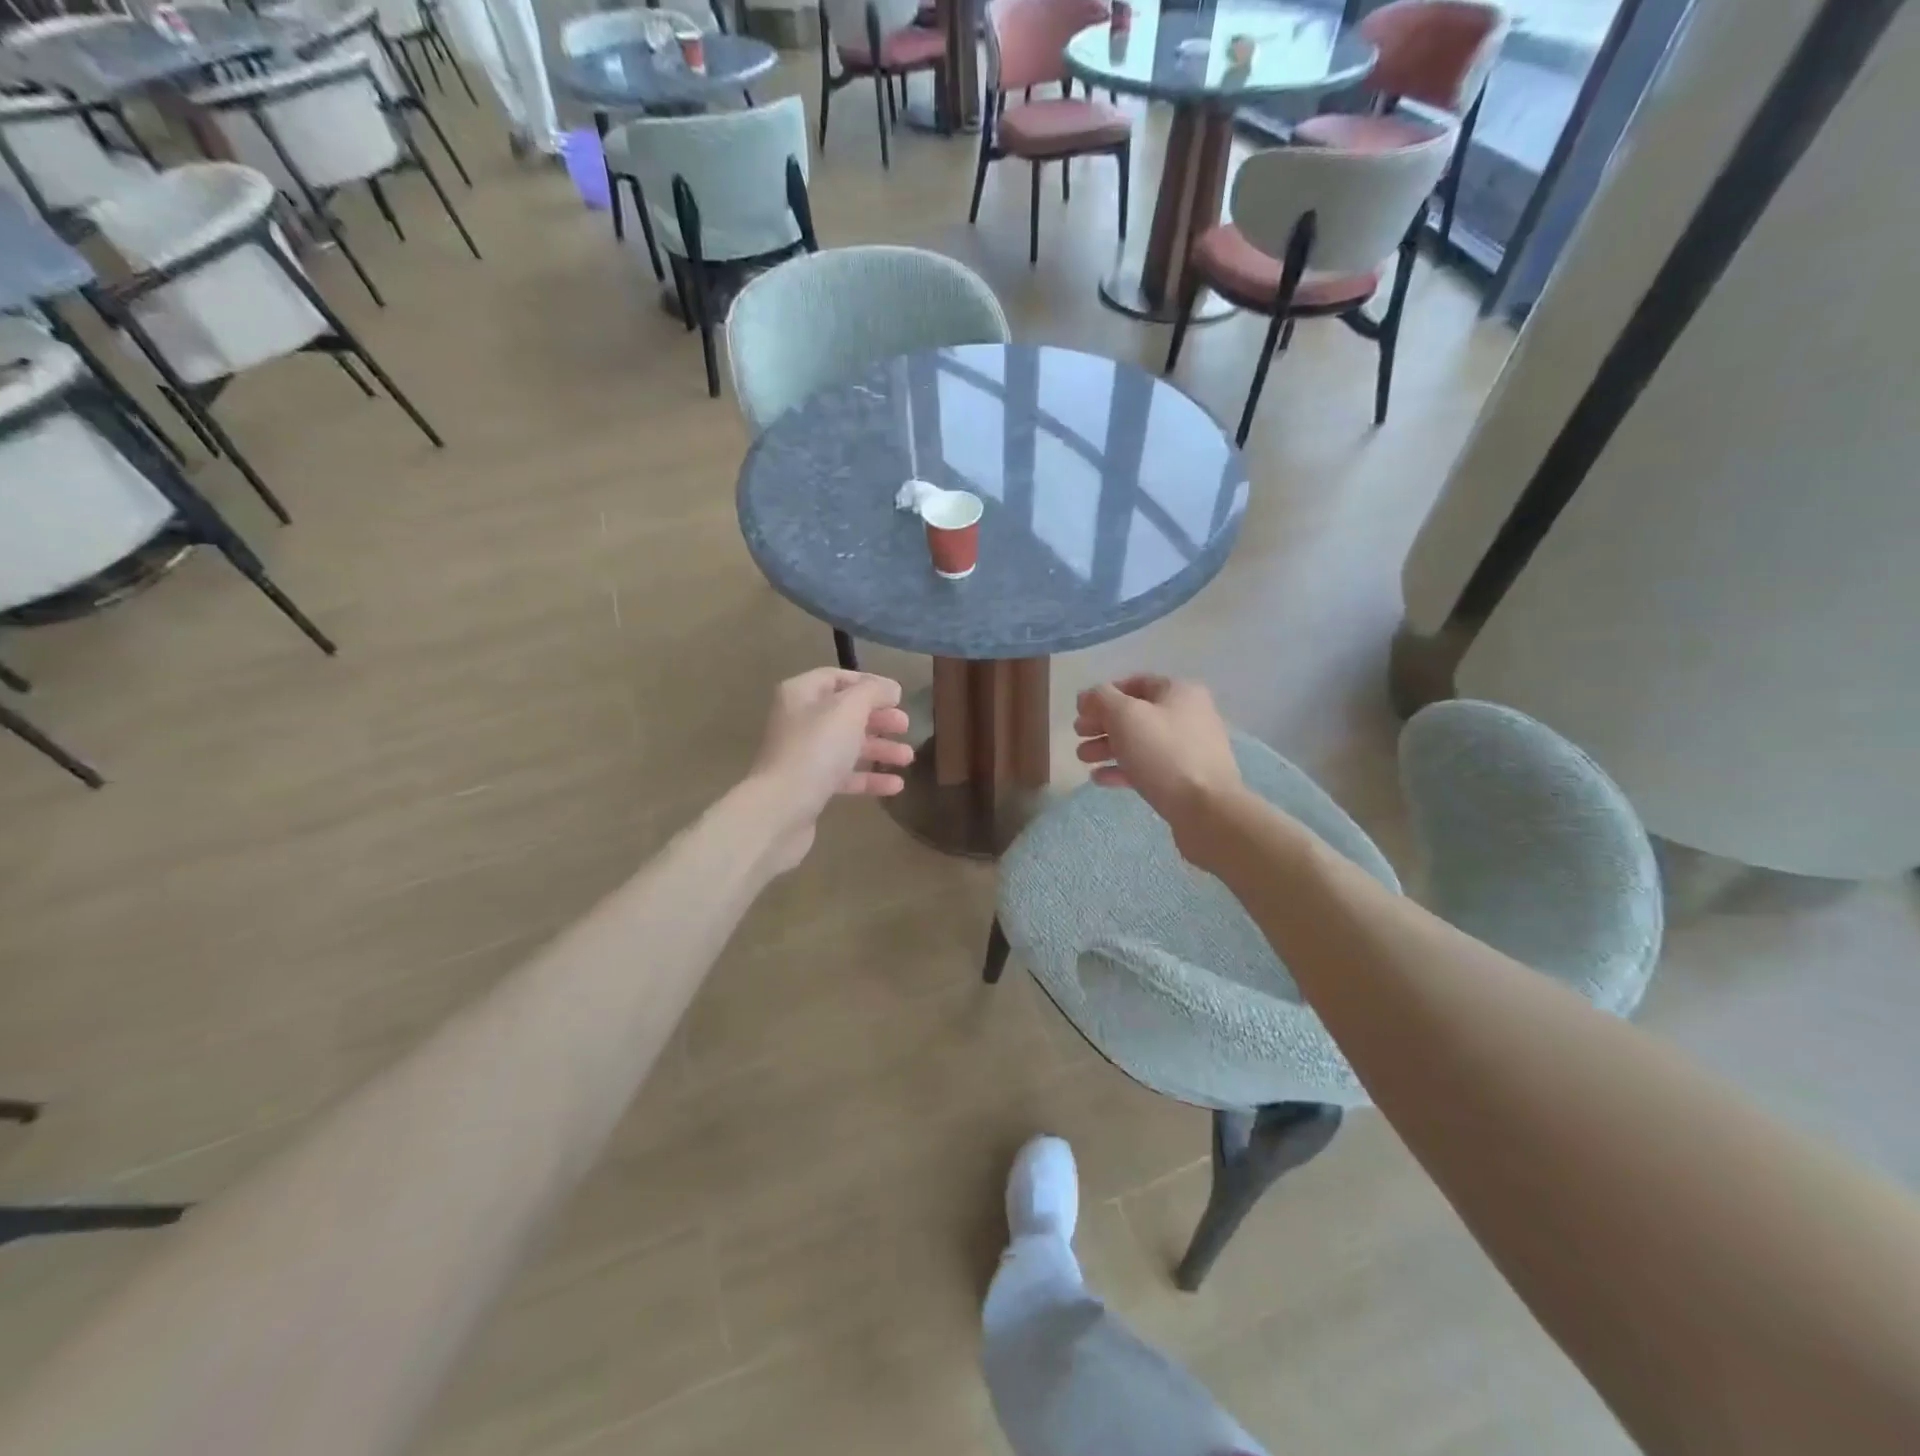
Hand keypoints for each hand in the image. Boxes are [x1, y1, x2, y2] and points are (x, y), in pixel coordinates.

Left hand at [748, 668, 914, 871]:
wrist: (781, 808)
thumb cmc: (816, 749)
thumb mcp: (849, 709)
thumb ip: (872, 692)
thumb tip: (890, 688)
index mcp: (801, 694)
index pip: (837, 678)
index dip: (869, 683)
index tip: (898, 696)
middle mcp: (798, 720)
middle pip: (845, 713)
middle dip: (878, 719)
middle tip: (905, 726)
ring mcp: (803, 755)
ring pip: (847, 745)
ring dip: (880, 749)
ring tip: (907, 758)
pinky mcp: (810, 786)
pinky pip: (844, 776)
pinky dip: (869, 778)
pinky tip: (896, 786)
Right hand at [1074, 675, 1242, 863]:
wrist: (1206, 809)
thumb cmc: (1163, 753)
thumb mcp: (1125, 716)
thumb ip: (1101, 699)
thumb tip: (1088, 696)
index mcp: (1179, 692)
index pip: (1135, 683)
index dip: (1104, 694)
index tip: (1081, 711)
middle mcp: (1188, 715)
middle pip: (1136, 714)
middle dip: (1102, 724)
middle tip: (1078, 735)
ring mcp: (1189, 749)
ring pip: (1140, 742)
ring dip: (1108, 747)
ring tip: (1083, 759)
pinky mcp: (1186, 778)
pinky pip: (1149, 767)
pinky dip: (1123, 769)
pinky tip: (1100, 779)